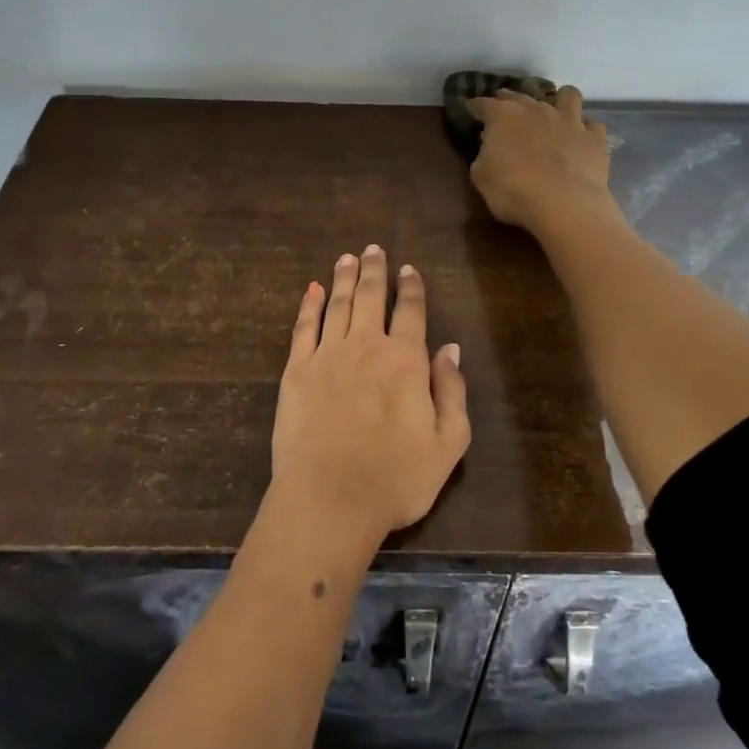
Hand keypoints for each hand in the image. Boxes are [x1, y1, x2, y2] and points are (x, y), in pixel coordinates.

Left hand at [272, 246, 470, 540]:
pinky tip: (313, 289)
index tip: (409, 269)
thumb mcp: (447, 444)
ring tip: (348, 257)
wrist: (329, 499)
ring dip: (344, 278)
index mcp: (405, 360)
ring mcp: (327, 355)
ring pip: (338, 304)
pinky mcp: (296, 370)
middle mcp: (366, 346)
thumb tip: (450, 350)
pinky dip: (310, 304)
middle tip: (374, 249)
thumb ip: (452, 392)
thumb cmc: (395, 478)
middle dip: (374, 270)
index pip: (411, 312)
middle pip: (370, 297)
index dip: (411, 288)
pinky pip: (304, 327)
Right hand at [468, 85, 613, 232]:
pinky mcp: (594, 136)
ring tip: (554, 115)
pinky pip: (592, 124)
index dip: (474, 107)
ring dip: (559, 101)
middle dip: (508, 101)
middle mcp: (536, 109)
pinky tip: (580, 139)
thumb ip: (483, 154)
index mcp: (503, 116)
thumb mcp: (481, 177)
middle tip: (505, 115)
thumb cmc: (514, 192)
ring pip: (567, 95)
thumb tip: (491, 145)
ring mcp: (569, 119)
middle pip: (518, 95)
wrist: (565, 205)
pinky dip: (585, 130)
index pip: (482, 104)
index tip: (470, 111)